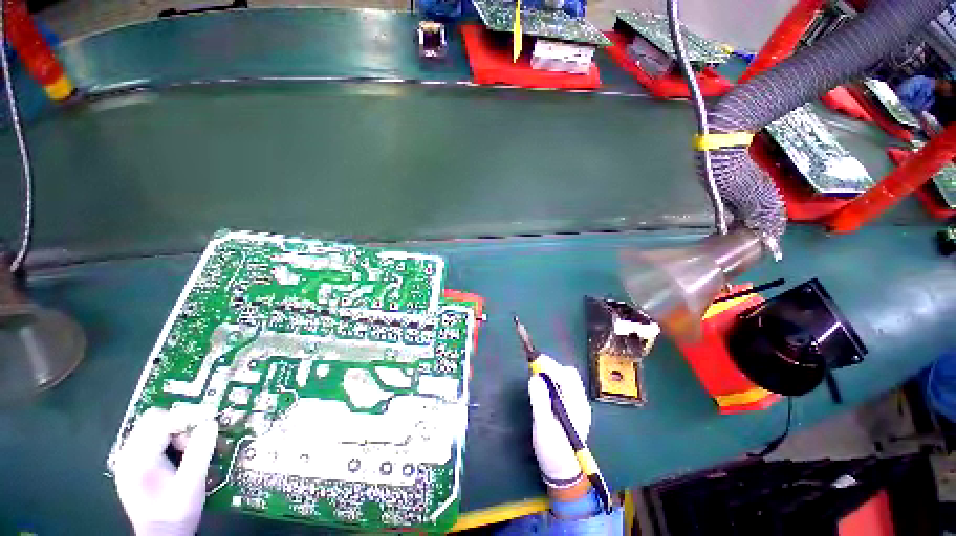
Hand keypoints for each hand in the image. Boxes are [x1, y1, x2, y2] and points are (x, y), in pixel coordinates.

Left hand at [114, 408, 217, 535]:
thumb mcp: (192, 483)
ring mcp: (129, 460)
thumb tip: (211, 424)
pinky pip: (152, 440)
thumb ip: (200, 451)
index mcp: (139, 458)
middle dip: (181, 424)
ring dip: (176, 433)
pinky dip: (169, 441)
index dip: (188, 415)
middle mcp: (129, 455)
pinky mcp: (135, 465)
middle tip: (198, 437)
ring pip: (154, 428)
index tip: (211, 415)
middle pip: (154, 420)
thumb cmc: (176, 513)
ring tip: (190, 451)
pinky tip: (180, 455)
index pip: (161, 421)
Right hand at [528, 354, 591, 487]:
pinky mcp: (570, 407)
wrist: (562, 472)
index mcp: (577, 406)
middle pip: (568, 375)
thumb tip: (535, 377)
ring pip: (565, 379)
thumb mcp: (543, 427)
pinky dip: (552, 381)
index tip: (535, 360)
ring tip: (537, 376)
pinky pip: (562, 386)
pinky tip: (543, 387)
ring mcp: (576, 404)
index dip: (550, 366)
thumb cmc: (553, 452)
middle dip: (551, 367)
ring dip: (551, 373)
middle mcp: (580, 402)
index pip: (566, 377)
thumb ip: (540, 401)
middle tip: (534, 368)